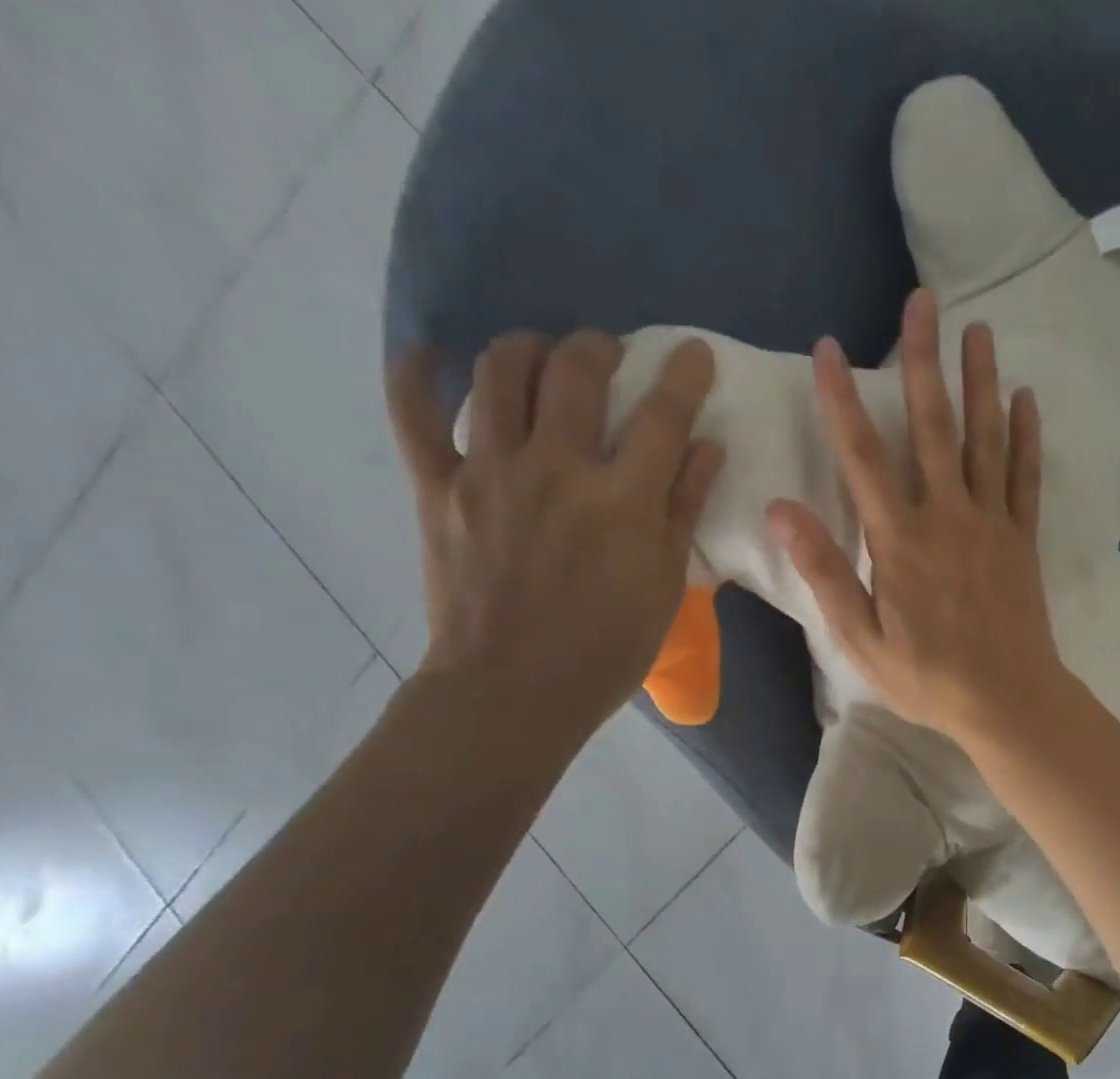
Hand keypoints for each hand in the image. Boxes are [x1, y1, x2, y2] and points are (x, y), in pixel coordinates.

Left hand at [388, 330, 721, 752]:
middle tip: (610, 355)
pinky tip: (431, 356)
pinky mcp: (437, 487)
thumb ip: (683, 509)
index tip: (694, 352)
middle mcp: (555, 467)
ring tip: (542, 358)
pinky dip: (417, 374)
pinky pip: (414, 412)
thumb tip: (706, 446)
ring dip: (527, 348)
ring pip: (499, 371)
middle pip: (576, 371)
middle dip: (600, 347)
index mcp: (620, 500)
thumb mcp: (663, 586)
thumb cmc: (606, 649)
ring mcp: (488, 471)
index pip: (663, 417)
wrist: (514, 689)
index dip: (684, 377)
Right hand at [769, 289, 1064, 747]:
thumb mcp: (861, 640)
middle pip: (931, 428)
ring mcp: (991, 524)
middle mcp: (947, 518)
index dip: (842, 402)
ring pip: (984, 439)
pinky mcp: (1022, 539)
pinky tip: (1025, 398)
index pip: (863, 459)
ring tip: (978, 329)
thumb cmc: (928, 678)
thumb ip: (825, 573)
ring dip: (980, 381)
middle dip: (923, 362)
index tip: (828, 349)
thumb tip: (783, 510)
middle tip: (921, 302)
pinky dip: (1026, 436)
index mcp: (900, 543)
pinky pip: (1025, 477)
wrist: (1007, 701)